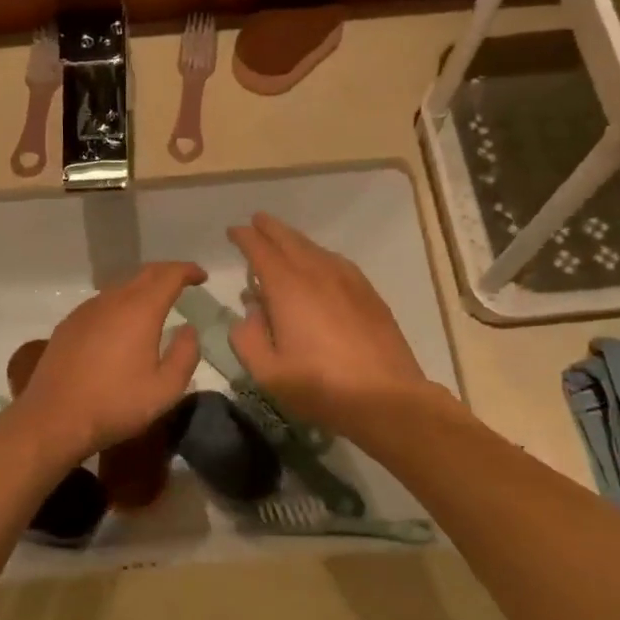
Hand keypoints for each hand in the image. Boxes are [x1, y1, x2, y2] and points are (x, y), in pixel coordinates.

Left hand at [12, 262, 206, 461]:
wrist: (54, 418)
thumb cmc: (115, 405)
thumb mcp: (165, 389)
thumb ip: (185, 355)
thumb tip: (189, 329)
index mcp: (140, 310)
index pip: (169, 275)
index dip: (187, 270)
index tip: (201, 275)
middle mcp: (113, 301)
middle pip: (144, 273)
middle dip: (167, 273)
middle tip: (183, 282)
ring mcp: (86, 310)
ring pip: (121, 287)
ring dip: (142, 288)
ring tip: (156, 304)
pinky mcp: (69, 324)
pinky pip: (102, 303)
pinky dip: (121, 303)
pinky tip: (122, 324)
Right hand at [226, 214, 433, 435]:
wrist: (385, 397)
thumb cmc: (320, 387)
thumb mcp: (268, 373)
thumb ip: (247, 338)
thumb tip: (249, 313)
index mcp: (287, 288)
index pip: (260, 250)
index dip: (245, 237)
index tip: (234, 231)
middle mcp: (317, 273)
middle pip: (289, 240)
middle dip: (270, 229)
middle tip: (257, 221)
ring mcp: (348, 281)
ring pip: (315, 249)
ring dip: (295, 240)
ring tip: (284, 240)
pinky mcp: (368, 294)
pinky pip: (337, 262)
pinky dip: (320, 255)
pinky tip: (320, 265)